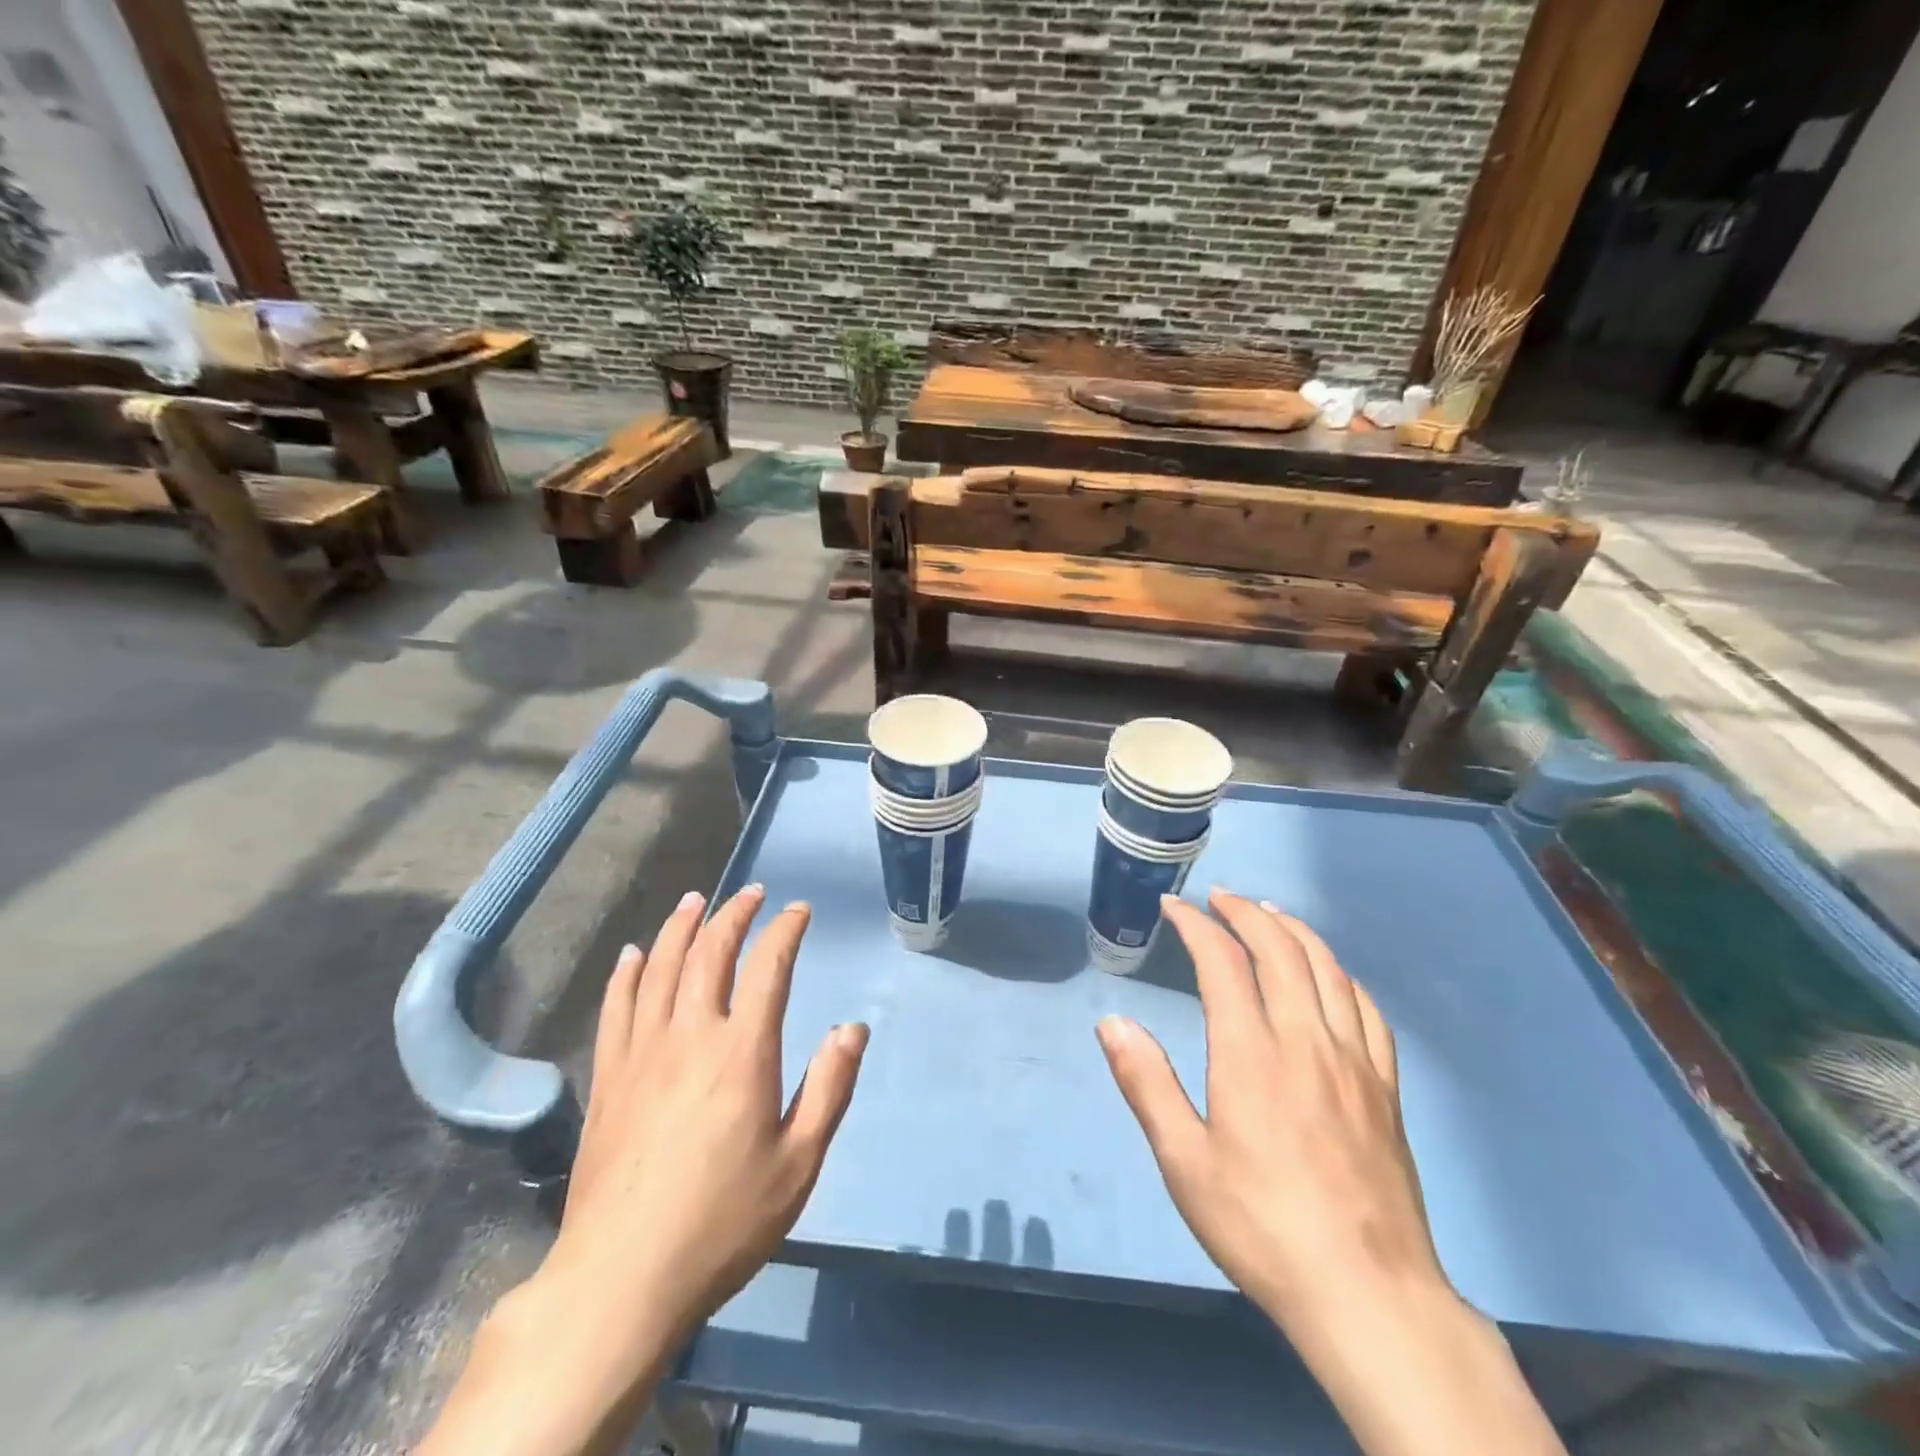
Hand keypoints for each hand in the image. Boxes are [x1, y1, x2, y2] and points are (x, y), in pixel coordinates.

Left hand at [549, 885, 868, 1339]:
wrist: (623, 1278)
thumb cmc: (723, 1221)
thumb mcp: (799, 1163)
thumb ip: (830, 1088)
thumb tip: (852, 1028)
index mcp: (742, 1052)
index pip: (768, 968)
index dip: (785, 931)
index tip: (798, 911)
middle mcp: (690, 1036)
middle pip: (709, 954)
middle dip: (733, 915)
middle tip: (751, 893)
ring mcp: (641, 1053)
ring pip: (658, 968)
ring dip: (679, 928)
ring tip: (695, 901)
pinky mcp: (608, 1077)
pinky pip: (615, 1006)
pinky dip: (626, 972)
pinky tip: (632, 954)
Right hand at [1099, 891, 1565, 1455]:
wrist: (1369, 1294)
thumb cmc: (1262, 1225)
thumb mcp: (1185, 1162)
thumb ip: (1146, 1084)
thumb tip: (1112, 1021)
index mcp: (1251, 1052)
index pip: (1222, 961)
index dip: (1196, 925)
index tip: (1175, 907)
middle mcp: (1305, 1039)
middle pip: (1280, 948)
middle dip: (1246, 912)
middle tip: (1219, 898)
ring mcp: (1354, 1060)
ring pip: (1327, 968)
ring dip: (1294, 930)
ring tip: (1270, 915)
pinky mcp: (1386, 1086)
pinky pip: (1367, 1009)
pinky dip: (1341, 974)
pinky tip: (1331, 975)